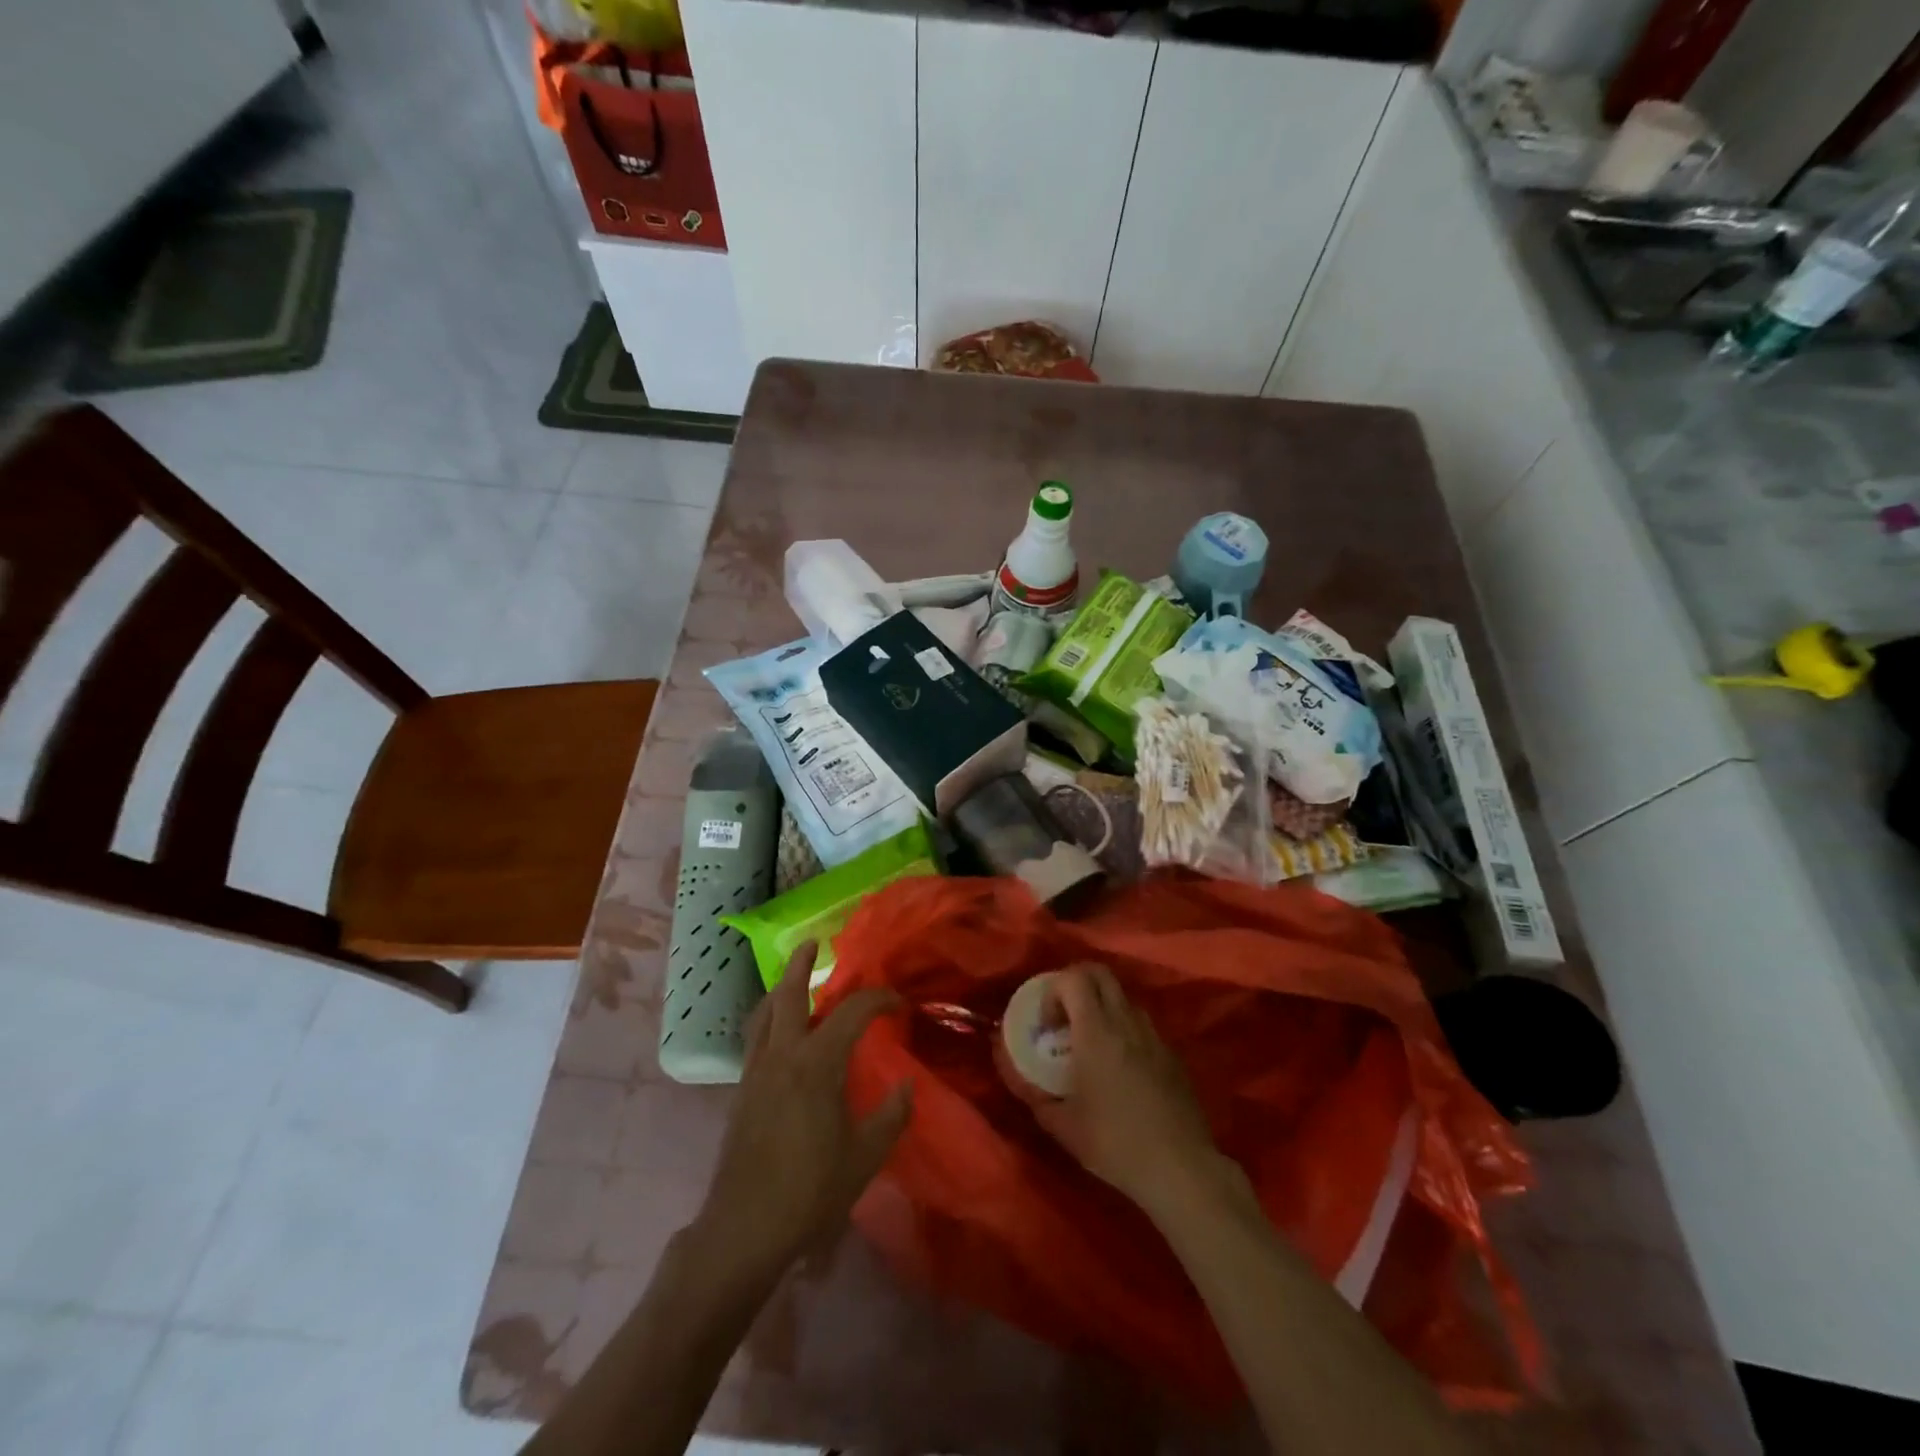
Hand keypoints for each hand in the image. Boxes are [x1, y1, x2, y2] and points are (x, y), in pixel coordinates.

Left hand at [690, 942, 912, 1287]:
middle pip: (788, 995)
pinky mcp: (740, 1092)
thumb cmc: (810, 1192)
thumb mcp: (865, 1157)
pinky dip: (768, 1019)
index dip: (878, 999)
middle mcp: (782, 1055)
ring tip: (792, 979)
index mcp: (817, 1064)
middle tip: (813, 945)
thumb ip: (891, 1115)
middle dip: (801, 966)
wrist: (743, 1229)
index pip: (852, 1012)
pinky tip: (778, 1032)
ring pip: (764, 1013)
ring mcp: (755, 1072)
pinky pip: (754, 1038)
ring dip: (779, 989)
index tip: (898, 1004)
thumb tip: (906, 1085)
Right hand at [1021, 964, 1232, 1220]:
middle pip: (1100, 973)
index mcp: (1096, 1032)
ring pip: (1124, 997)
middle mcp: (1126, 1022)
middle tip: (1065, 1016)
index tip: (1047, 1024)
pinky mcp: (1172, 1054)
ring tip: (1092, 1042)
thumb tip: (1019, 1079)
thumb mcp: (1063, 1126)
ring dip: (1103, 1006)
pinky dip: (1125, 1030)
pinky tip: (1121, 1067)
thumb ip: (1036, 1096)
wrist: (1180, 1168)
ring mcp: (1154, 1035)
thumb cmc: (1115, 1143)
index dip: (1054, 990)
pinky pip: (1142, 1024)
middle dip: (1076, 983)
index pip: (1074, 978)